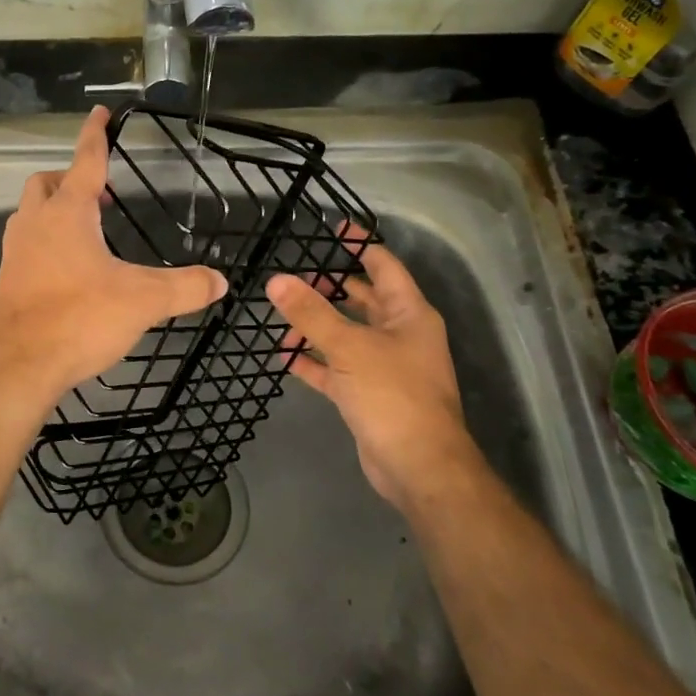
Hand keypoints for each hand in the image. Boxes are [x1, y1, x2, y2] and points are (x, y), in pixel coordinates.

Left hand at [0, 107, 227, 411]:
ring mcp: (14, 252)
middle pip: (45, 183)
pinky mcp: (7, 280)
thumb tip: (221, 281)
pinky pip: (25, 245)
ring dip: (54, 210)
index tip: (100, 112)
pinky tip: (67, 269)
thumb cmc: (79, 318)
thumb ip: (184, 287)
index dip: (95, 134)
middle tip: (99, 194)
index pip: (84, 160)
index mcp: (67, 213)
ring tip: (86, 230)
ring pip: (29, 213)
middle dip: (69, 177)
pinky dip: (44, 242)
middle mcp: (34, 224)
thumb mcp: (142, 301)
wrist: (18, 366)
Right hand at [266, 232, 483, 508]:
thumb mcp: (349, 347)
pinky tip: (285, 355)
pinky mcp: (367, 394)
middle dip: (328, 288)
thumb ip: (311, 313)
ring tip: (280, 318)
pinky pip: (336, 368)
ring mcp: (383, 366)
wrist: (418, 466)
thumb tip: (276, 280)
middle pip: (361, 300)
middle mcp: (399, 335)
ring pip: (345, 334)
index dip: (359, 246)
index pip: (383, 266)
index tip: (332, 229)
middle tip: (291, 278)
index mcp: (409, 314)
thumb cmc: (393, 395)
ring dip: (316, 326)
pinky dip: (313, 361)